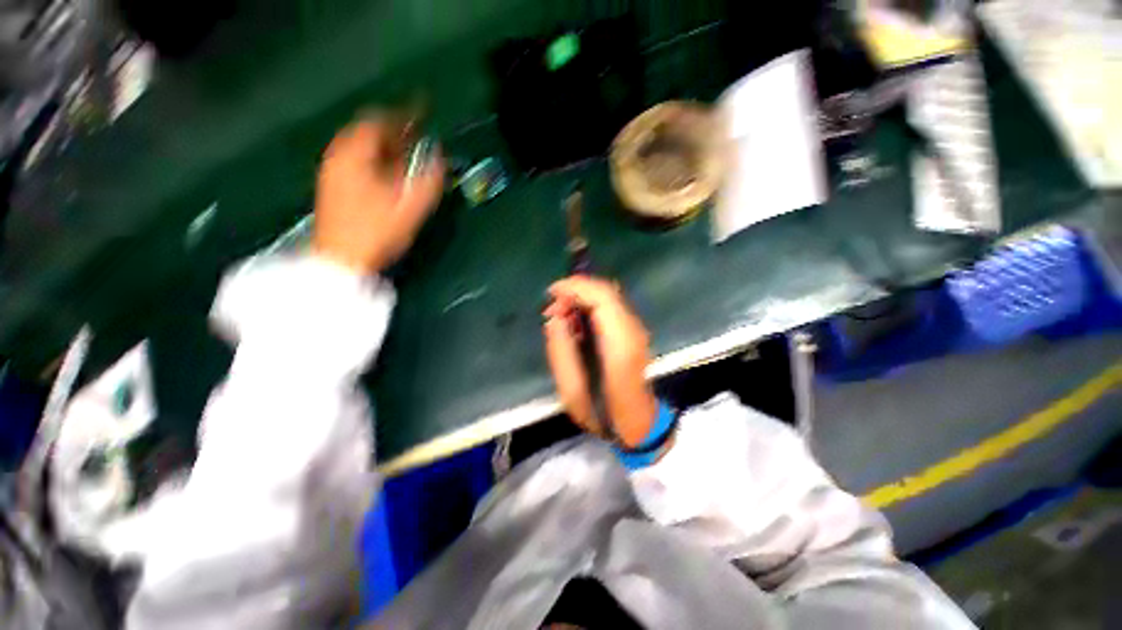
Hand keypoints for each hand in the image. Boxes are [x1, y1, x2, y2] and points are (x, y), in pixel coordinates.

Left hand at [312, 117, 444, 273]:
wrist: (341, 260)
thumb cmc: (375, 233)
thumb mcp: (408, 208)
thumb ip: (427, 181)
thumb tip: (439, 158)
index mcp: (354, 156)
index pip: (378, 121)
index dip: (402, 116)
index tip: (421, 114)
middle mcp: (339, 157)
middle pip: (367, 131)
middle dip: (394, 131)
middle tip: (417, 136)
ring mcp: (333, 171)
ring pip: (361, 147)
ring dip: (385, 146)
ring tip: (407, 153)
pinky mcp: (335, 186)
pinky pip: (356, 160)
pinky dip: (375, 159)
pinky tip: (389, 172)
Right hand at [543, 277, 658, 447]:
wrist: (638, 423)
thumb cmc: (603, 413)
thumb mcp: (571, 391)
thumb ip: (560, 351)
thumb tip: (555, 318)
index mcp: (619, 347)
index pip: (602, 299)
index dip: (576, 288)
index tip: (552, 292)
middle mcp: (633, 332)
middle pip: (607, 291)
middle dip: (576, 290)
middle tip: (553, 306)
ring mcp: (637, 330)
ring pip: (609, 295)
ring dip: (582, 296)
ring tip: (561, 313)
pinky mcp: (634, 332)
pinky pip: (611, 306)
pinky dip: (590, 304)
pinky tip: (576, 319)